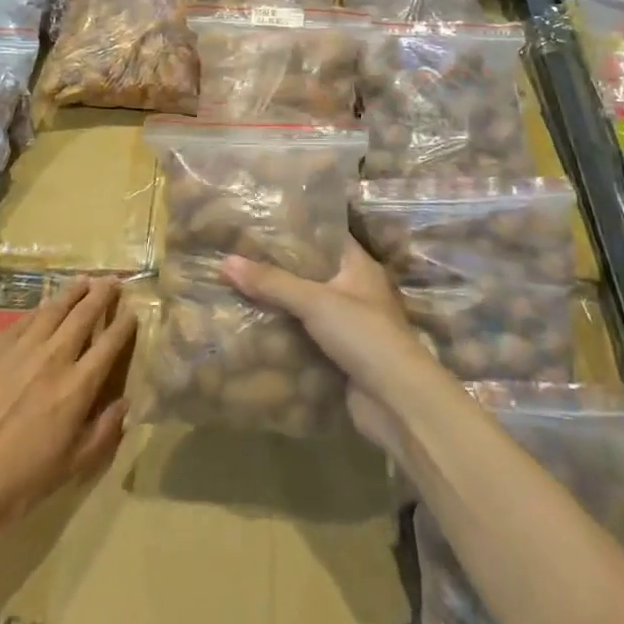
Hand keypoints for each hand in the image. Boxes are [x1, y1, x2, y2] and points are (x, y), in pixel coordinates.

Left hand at [0, 277, 135, 546]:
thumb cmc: (20, 479)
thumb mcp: (73, 465)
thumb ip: (104, 431)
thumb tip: (125, 404)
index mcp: (78, 385)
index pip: (109, 344)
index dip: (124, 325)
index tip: (132, 311)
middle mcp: (54, 357)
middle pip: (83, 315)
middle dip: (101, 295)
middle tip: (112, 280)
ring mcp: (20, 350)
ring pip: (52, 309)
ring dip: (72, 292)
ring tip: (84, 280)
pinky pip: (22, 320)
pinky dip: (39, 308)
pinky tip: (43, 305)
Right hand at [222, 237, 433, 453]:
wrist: (397, 401)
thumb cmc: (363, 335)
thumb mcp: (315, 301)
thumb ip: (272, 282)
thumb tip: (226, 261)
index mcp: (359, 266)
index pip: (325, 235)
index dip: (296, 228)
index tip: (260, 222)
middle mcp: (356, 290)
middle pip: (312, 272)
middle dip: (279, 268)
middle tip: (239, 256)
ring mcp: (349, 325)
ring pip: (307, 306)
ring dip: (279, 303)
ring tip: (238, 288)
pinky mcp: (340, 355)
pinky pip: (306, 337)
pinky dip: (285, 333)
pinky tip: (253, 328)